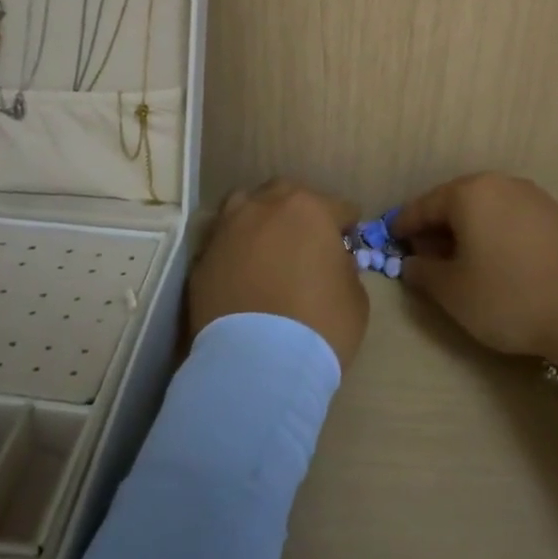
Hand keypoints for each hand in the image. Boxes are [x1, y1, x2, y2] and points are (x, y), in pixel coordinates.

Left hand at [188, 179, 368, 370]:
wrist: (258, 363)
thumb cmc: (320, 325)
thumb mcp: (355, 297)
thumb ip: (344, 268)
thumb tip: (332, 262)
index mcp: (310, 209)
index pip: (339, 207)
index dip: (346, 227)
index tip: (347, 245)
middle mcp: (265, 207)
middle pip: (286, 195)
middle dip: (299, 212)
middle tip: (306, 241)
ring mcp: (228, 229)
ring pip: (245, 207)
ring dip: (259, 220)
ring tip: (267, 248)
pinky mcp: (202, 258)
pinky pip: (224, 243)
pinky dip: (236, 251)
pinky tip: (243, 273)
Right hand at [395, 173, 557, 360]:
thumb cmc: (511, 296)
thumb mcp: (454, 292)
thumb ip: (424, 273)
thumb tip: (412, 264)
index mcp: (471, 193)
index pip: (424, 205)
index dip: (404, 226)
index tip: (390, 241)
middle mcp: (503, 185)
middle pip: (458, 203)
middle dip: (438, 229)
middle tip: (425, 257)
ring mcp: (537, 199)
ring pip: (489, 211)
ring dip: (470, 233)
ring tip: (463, 264)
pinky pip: (515, 222)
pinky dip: (498, 237)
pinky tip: (502, 265)